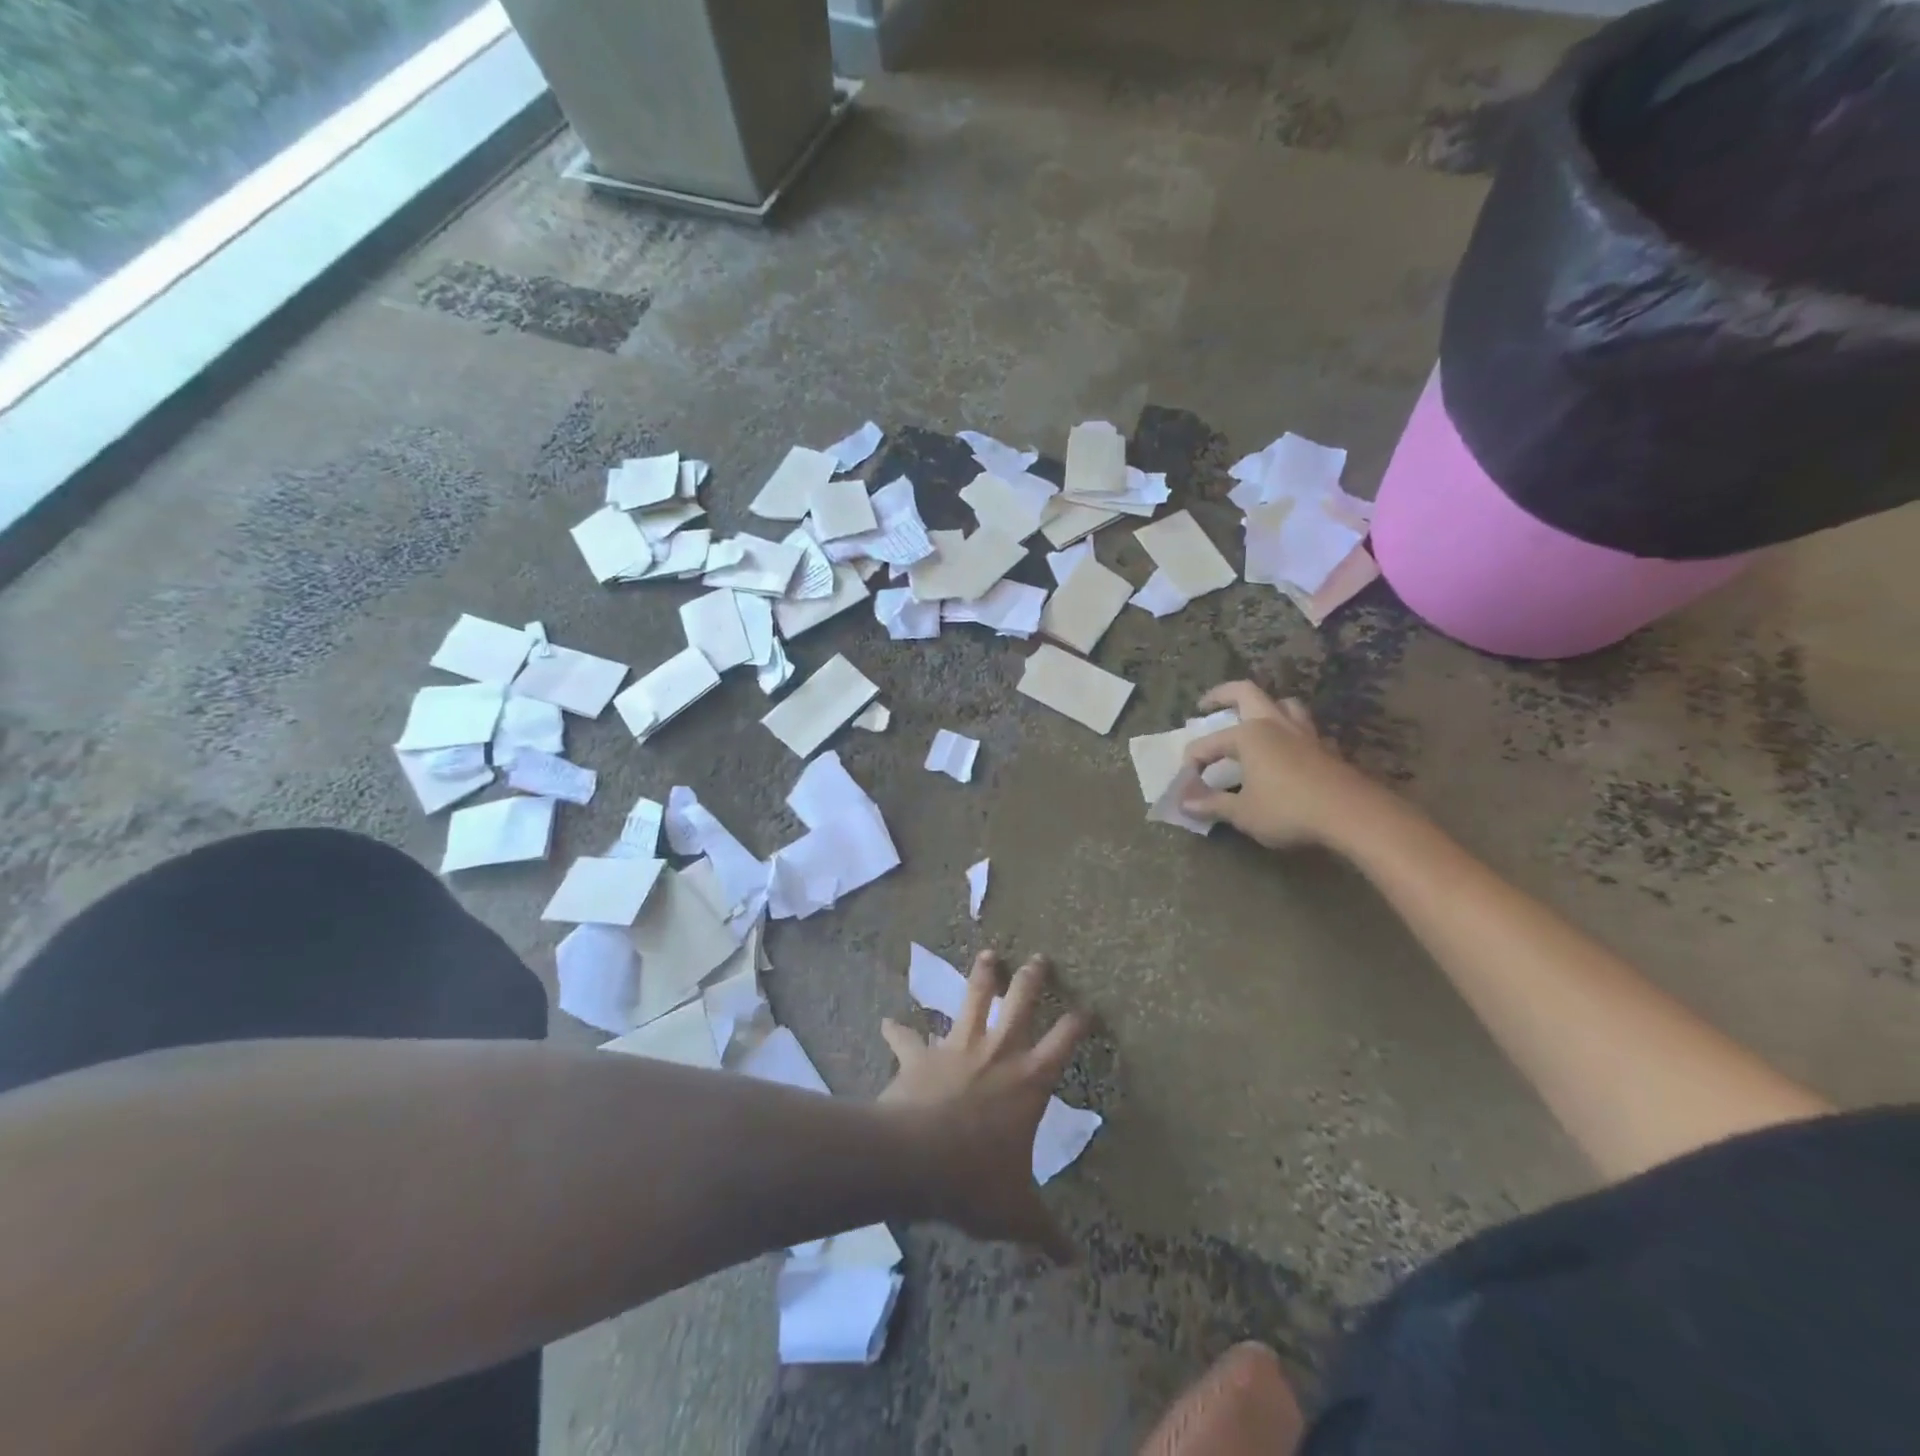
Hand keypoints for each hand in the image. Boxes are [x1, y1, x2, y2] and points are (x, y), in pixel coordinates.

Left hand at [878, 950, 1084, 1260]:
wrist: (915, 1160)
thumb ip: (1045, 1234)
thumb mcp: (1017, 1213)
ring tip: (988, 953)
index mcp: (1029, 1081)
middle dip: (1032, 978)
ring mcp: (957, 1048)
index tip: (1088, 1008)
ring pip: (973, 999)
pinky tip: (888, 1023)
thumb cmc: (976, 1181)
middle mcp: (998, 1053)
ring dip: (981, 976)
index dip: (1079, 1023)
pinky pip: (907, 1038)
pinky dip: (898, 1031)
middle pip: (1021, 1003)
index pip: (1064, 1043)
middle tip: (1040, 958)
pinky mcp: (921, 1056)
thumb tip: (1073, 1265)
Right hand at [1181, 681, 1383, 848]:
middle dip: (1221, 695)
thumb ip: (1212, 804)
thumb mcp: (1242, 813)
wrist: (1352, 815)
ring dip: (1265, 706)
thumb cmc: (1288, 810)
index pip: (1208, 744)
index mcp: (1248, 734)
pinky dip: (1291, 732)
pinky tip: (1289, 749)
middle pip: (1246, 693)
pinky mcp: (1327, 748)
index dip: (1192, 762)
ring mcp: (1304, 733)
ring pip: (1283, 704)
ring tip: (1254, 719)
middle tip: (1205, 705)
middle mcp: (1275, 724)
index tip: (1185, 786)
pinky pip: (1305, 729)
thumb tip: (1184, 802)